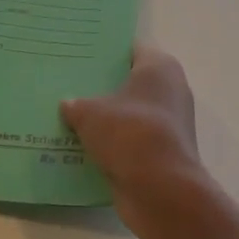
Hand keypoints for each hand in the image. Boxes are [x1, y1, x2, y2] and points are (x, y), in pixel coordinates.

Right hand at [61, 46, 203, 209]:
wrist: (162, 190)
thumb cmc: (130, 133)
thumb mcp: (91, 113)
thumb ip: (76, 104)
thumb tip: (67, 104)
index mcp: (159, 67)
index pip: (130, 48)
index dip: (106, 51)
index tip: (79, 54)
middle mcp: (171, 90)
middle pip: (130, 82)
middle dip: (103, 86)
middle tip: (69, 85)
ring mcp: (170, 124)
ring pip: (130, 114)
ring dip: (107, 119)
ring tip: (70, 117)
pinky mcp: (164, 153)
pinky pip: (132, 141)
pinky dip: (114, 144)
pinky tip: (83, 146)